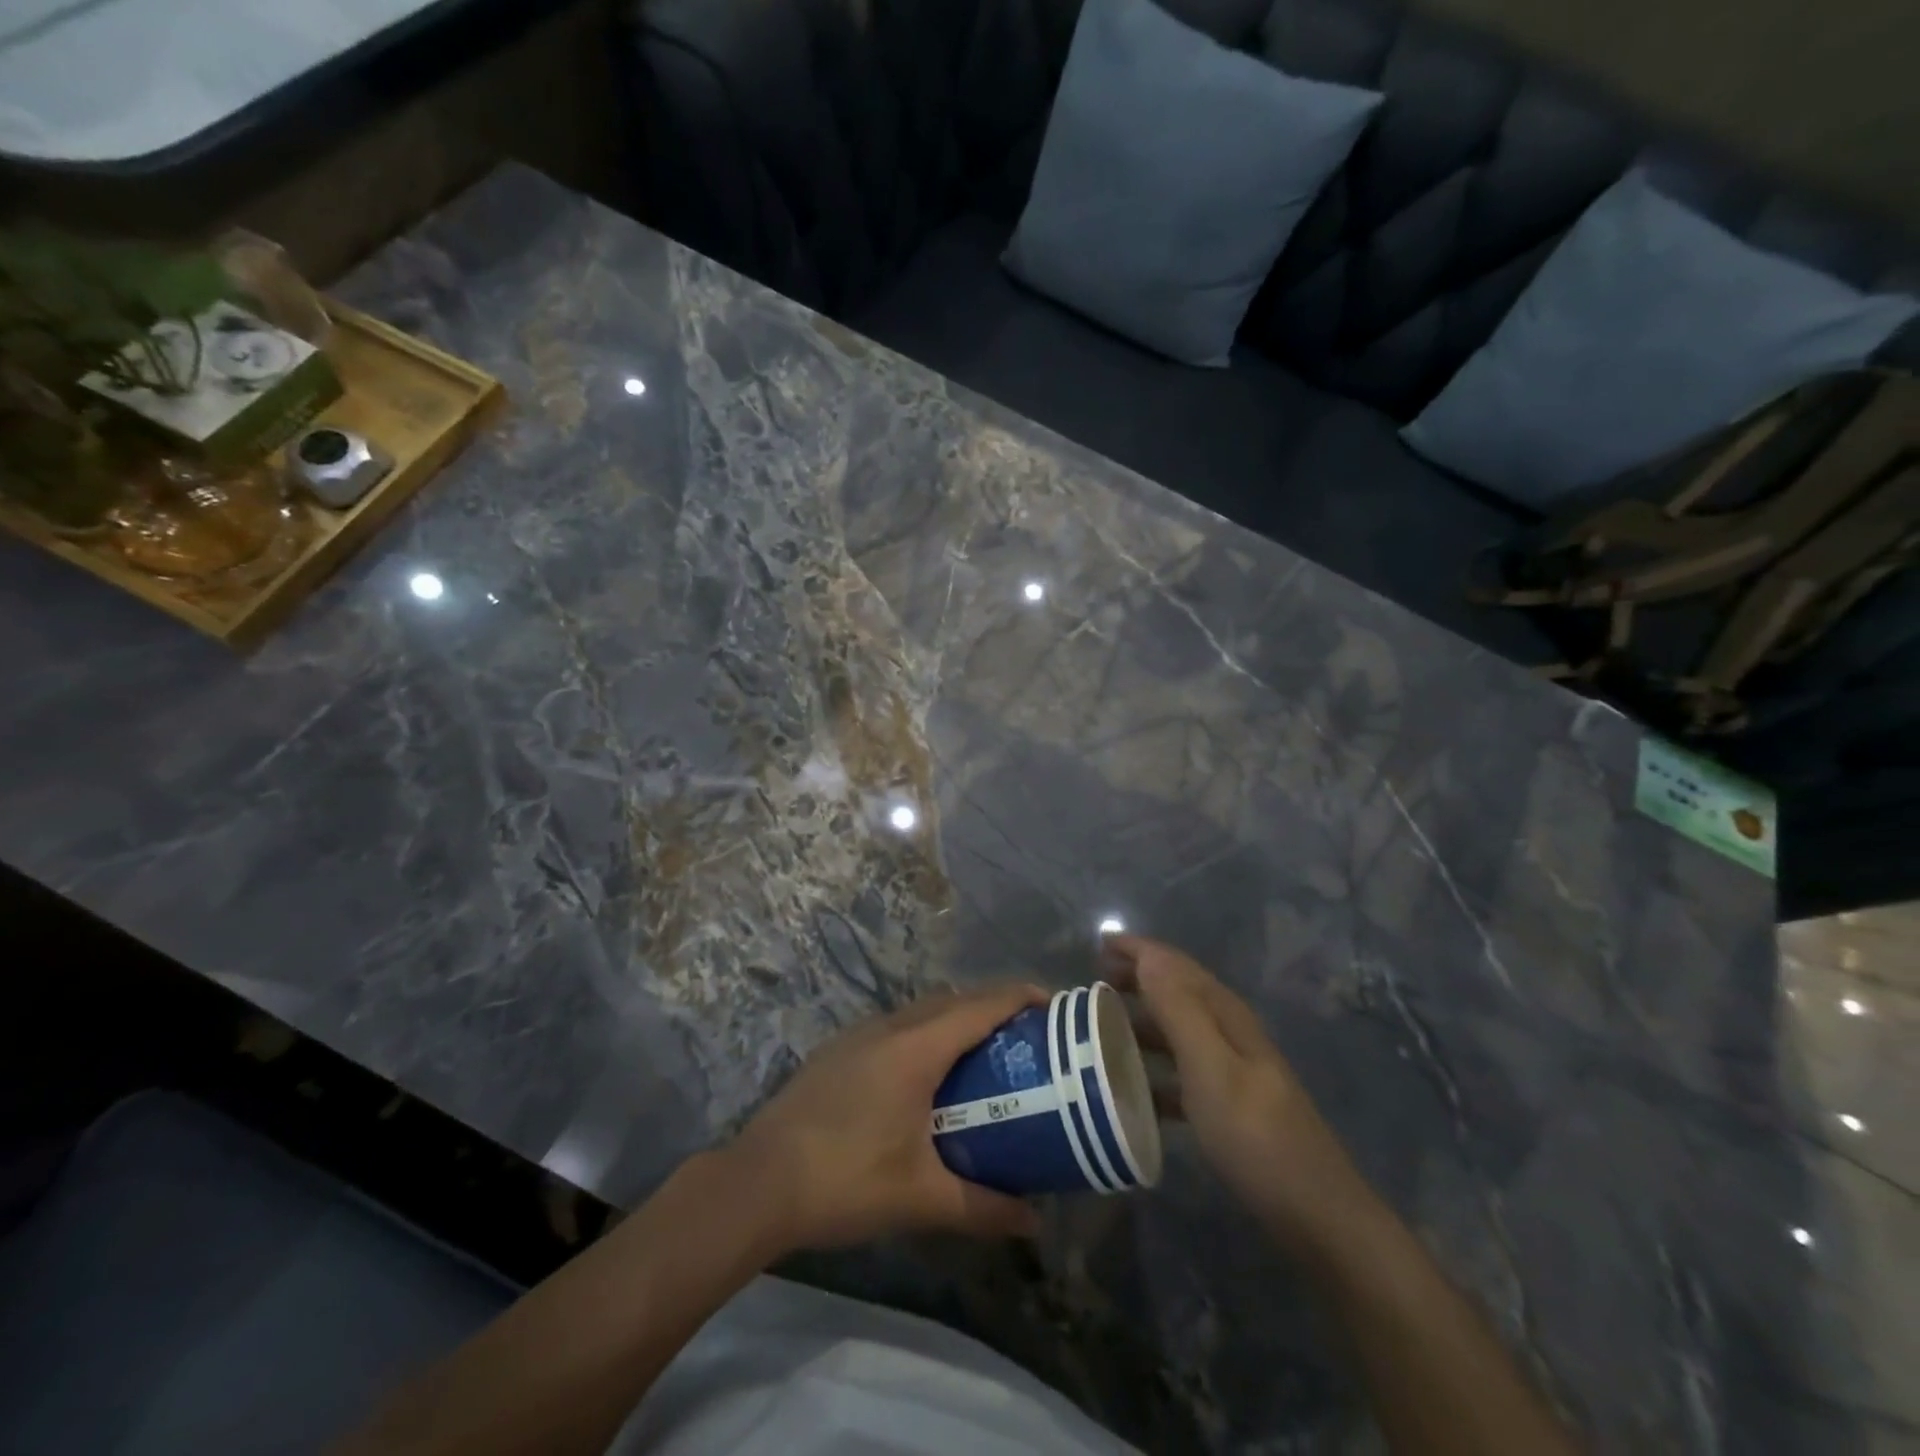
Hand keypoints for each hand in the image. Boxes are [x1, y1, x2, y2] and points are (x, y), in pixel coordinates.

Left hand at [728, 985, 1048, 1252]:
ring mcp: (859, 1034)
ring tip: (982, 1056)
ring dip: (956, 1019)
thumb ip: (983, 1207)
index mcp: (916, 1048)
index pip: (981, 1005)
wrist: (758, 1181)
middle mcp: (890, 1026)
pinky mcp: (838, 1050)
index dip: (1020, 996)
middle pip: (953, 1000)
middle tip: (1026, 1038)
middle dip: (993, 1007)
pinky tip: (924, 1078)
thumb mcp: (921, 1198)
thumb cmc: (845, 1180)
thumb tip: (1034, 1222)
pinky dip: (925, 1033)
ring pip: (921, 1010)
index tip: (1054, 1006)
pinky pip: (896, 1025)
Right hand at [1102, 935, 1364, 1243]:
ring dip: (1142, 1021)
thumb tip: (1148, 956)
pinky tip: (1134, 1089)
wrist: (1318, 1217)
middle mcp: (1230, 1033)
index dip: (1139, 950)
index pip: (1176, 966)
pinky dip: (1155, 1069)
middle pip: (1178, 992)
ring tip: (1103, 1029)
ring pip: (1179, 1031)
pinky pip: (1182, 1072)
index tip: (1098, 944)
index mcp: (1226, 1015)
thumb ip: (1179, 1011)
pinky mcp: (1231, 1106)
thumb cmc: (1257, 1138)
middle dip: (1137, 979)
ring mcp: (1234, 1071)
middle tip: (1093, 983)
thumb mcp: (1212, 1069)